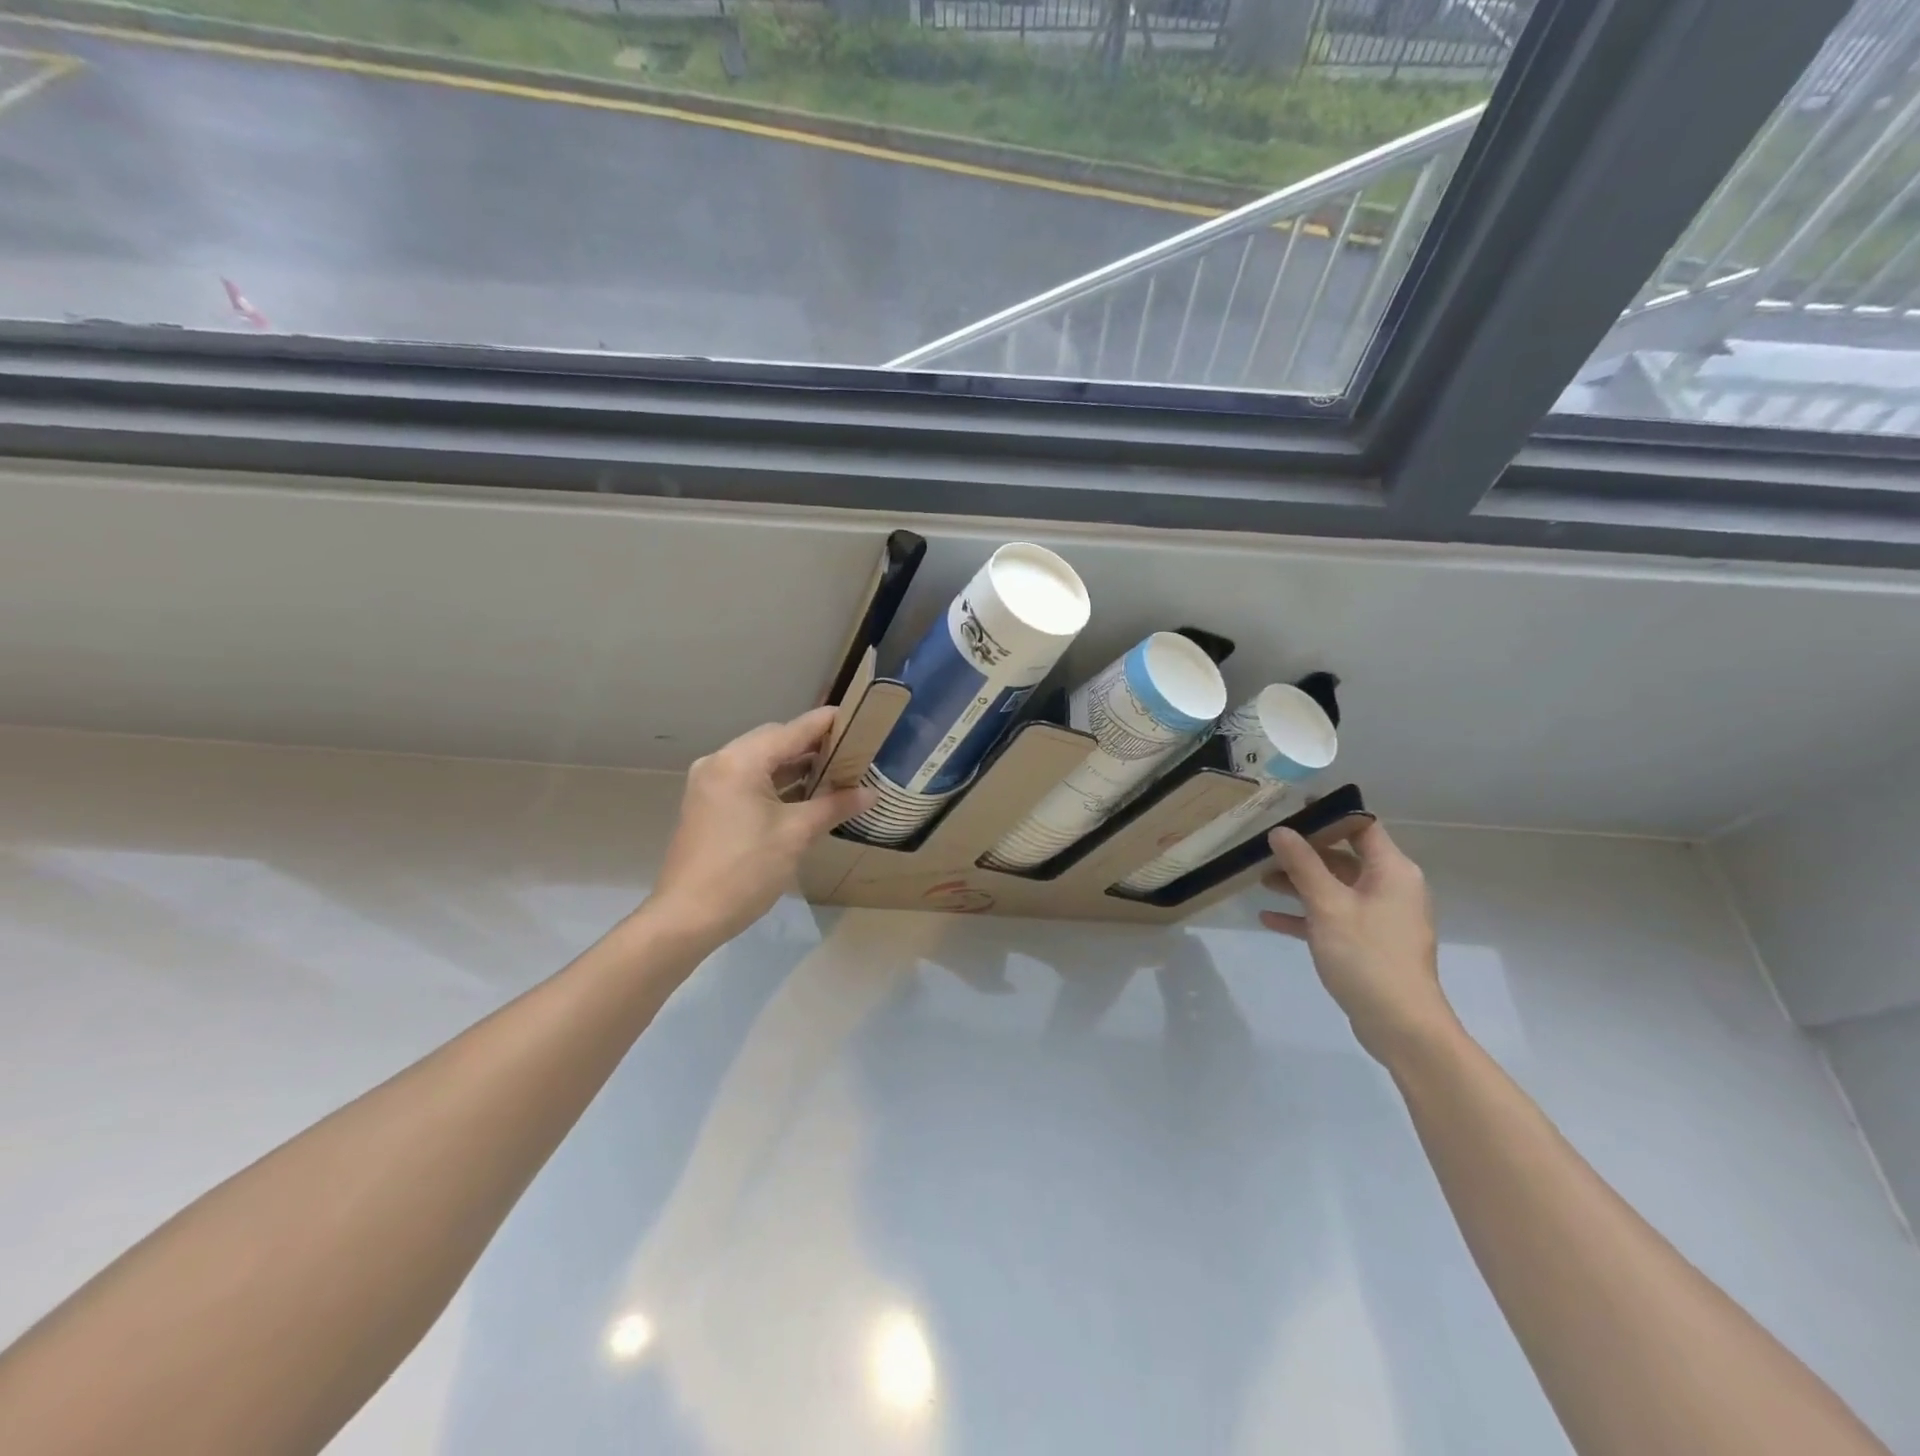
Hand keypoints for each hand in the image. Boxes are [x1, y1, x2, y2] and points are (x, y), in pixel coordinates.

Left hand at [648, 708, 874, 948]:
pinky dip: (776, 782)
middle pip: (776, 739)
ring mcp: (710, 782)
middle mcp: (721, 761)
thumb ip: (835, 806)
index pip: (794, 729)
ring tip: (836, 773)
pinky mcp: (708, 803)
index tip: (861, 719)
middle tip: (853, 753)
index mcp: (740, 761)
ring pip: (761, 760)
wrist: (688, 916)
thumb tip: (871, 793)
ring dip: (795, 765)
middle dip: (814, 744)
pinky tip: (804, 795)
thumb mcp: (796, 834)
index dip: (828, 723)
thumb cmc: (745, 870)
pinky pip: (748, 779)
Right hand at [1260, 820, 1457, 1065]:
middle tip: (1265, 846)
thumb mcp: (1327, 905)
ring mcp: (1380, 917)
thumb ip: (1302, 864)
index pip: (1361, 827)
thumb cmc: (1367, 955)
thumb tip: (1280, 831)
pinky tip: (1269, 918)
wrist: (1400, 1025)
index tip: (1290, 810)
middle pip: (1343, 857)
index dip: (1328, 815)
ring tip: (1260, 880)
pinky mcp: (1368, 943)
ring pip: (1335, 888)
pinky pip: (1333, 917)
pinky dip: (1305, 915)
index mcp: (1391, 871)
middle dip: (1304, 853)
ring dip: (1300, 883)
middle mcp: (1390, 888)